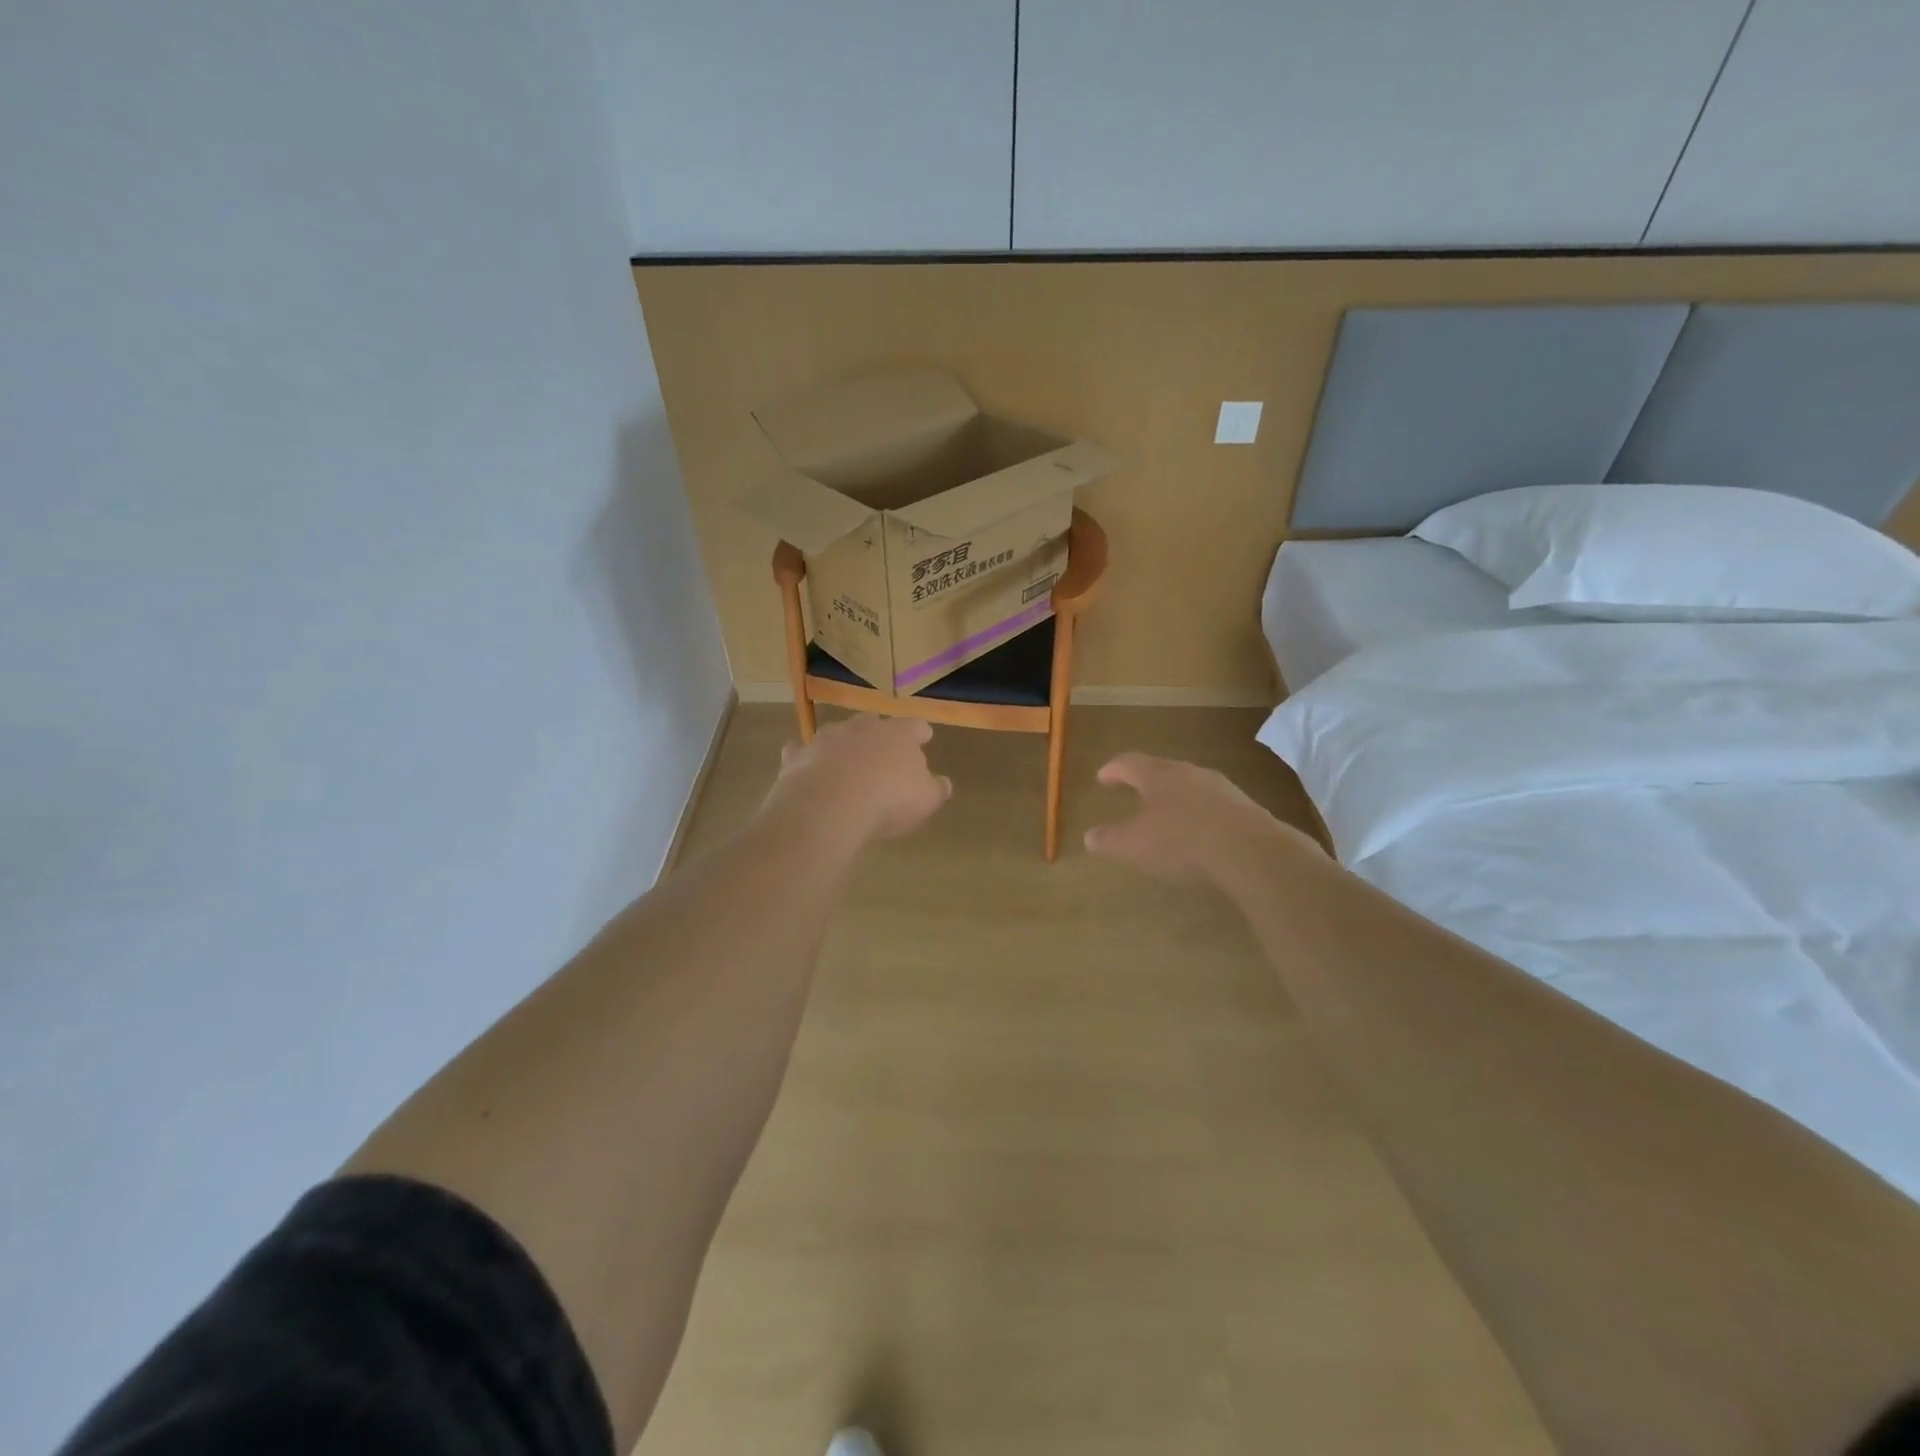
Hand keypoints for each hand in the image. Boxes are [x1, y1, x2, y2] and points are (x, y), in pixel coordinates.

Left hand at [765, 715, 951, 842]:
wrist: (829, 806)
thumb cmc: (888, 801)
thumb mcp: (926, 800)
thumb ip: (936, 788)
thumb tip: (942, 782)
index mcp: (898, 735)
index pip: (915, 726)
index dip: (920, 733)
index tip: (924, 738)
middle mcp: (862, 728)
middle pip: (872, 722)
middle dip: (877, 733)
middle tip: (881, 748)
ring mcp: (827, 738)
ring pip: (836, 733)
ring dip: (842, 744)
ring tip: (844, 760)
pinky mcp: (799, 756)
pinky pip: (801, 751)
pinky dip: (805, 757)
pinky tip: (805, 766)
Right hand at [1085, 752, 1316, 881]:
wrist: (1251, 852)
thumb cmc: (1182, 841)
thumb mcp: (1135, 844)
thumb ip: (1110, 838)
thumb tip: (1089, 836)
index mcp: (1158, 775)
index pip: (1129, 763)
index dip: (1113, 770)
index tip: (1102, 776)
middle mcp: (1189, 773)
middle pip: (1162, 770)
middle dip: (1146, 781)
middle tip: (1133, 791)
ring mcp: (1221, 788)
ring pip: (1190, 786)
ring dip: (1175, 797)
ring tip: (1166, 813)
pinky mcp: (1244, 808)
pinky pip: (1212, 805)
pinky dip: (1199, 814)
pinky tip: (1198, 832)